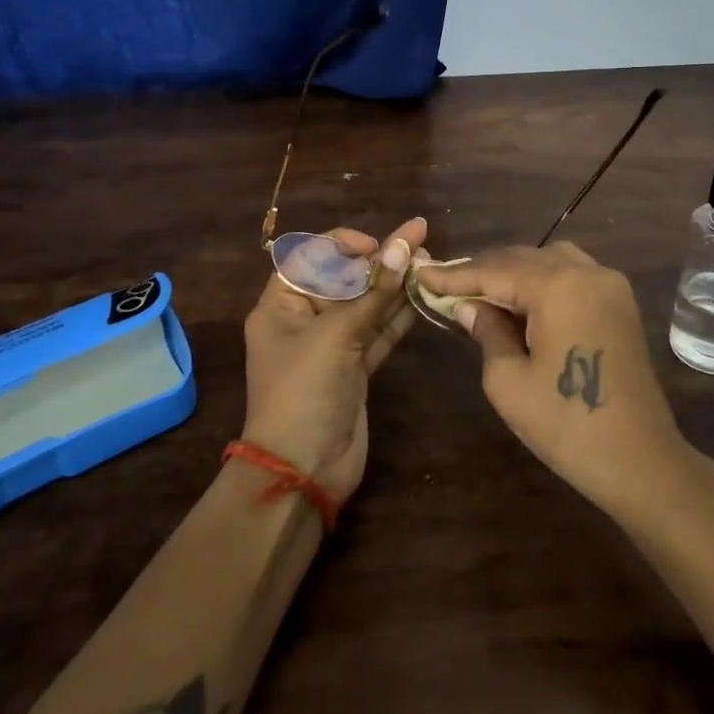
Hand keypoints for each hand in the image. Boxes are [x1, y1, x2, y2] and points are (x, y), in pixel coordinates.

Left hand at [239, 217, 426, 503]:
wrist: (304, 470)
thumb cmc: (305, 390)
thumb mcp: (337, 336)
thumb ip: (374, 292)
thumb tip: (404, 247)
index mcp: (282, 306)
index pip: (309, 257)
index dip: (342, 244)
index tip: (375, 245)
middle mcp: (305, 320)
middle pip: (344, 278)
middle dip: (379, 261)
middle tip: (419, 242)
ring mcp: (332, 346)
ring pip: (366, 305)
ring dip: (395, 285)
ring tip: (430, 261)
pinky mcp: (355, 368)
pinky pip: (378, 332)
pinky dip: (399, 315)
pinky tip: (424, 295)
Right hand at [413, 243, 694, 516]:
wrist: (642, 461)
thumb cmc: (567, 425)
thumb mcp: (509, 382)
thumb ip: (487, 332)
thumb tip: (469, 306)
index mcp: (558, 286)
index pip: (495, 271)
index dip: (455, 276)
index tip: (422, 275)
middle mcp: (587, 272)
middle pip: (523, 258)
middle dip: (483, 270)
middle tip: (445, 283)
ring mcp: (610, 285)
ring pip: (550, 260)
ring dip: (514, 271)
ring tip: (481, 290)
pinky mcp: (620, 303)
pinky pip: (573, 274)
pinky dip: (542, 279)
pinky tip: (521, 299)